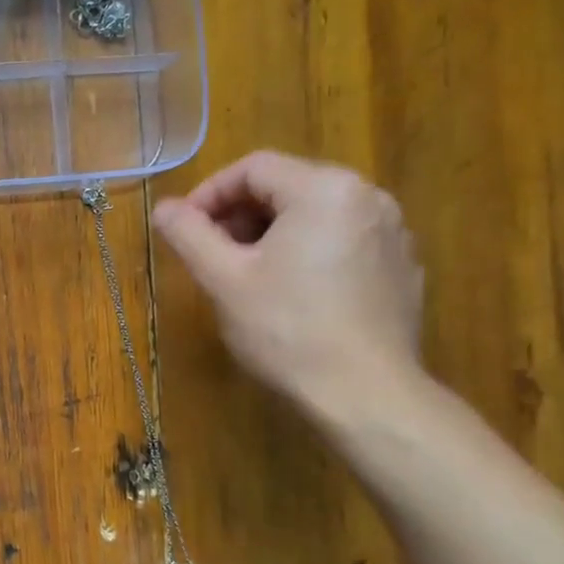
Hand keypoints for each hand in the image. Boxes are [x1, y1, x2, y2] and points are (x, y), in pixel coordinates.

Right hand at [152, 151, 424, 411]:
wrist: (366, 394)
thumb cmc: (287, 329)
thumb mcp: (224, 278)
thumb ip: (189, 234)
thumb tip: (162, 208)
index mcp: (324, 189)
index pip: (253, 168)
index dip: (208, 194)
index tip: (184, 229)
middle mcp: (367, 196)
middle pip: (286, 186)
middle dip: (239, 215)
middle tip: (210, 253)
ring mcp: (392, 232)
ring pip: (314, 214)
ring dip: (270, 233)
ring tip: (245, 274)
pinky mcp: (401, 266)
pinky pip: (342, 240)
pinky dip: (307, 251)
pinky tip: (291, 293)